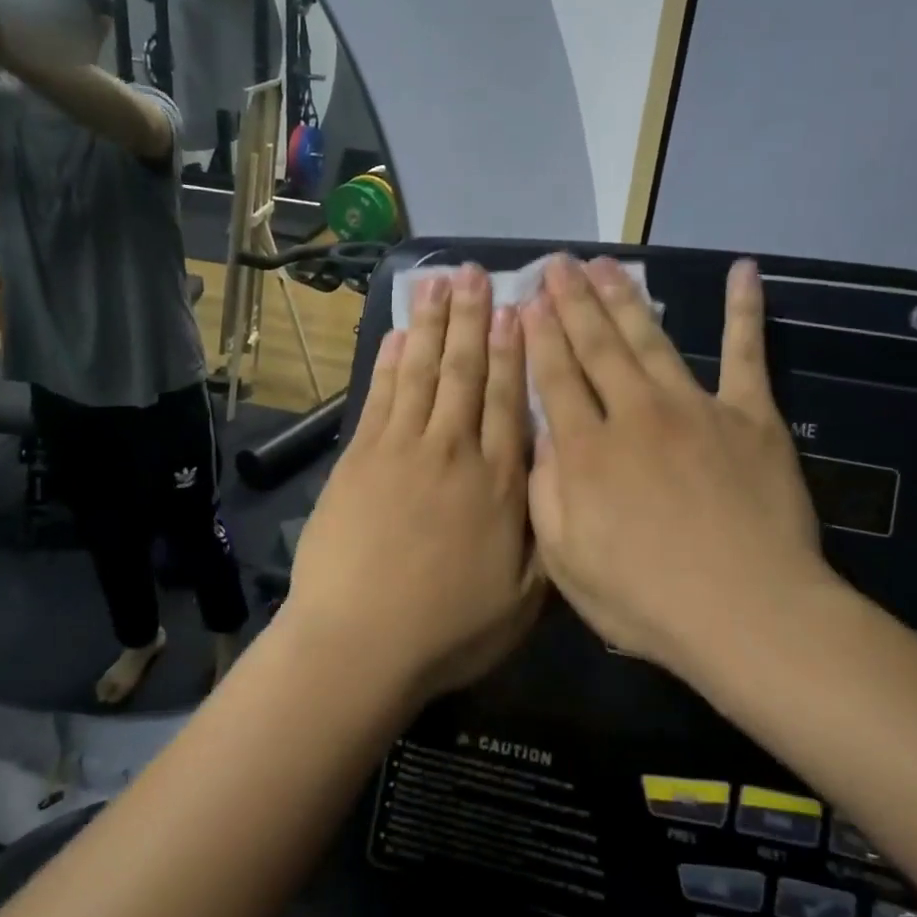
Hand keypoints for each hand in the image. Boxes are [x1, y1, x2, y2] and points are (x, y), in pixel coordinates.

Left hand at [284, 264, 543, 701]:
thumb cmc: (447, 630)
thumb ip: (544, 532)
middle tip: (473, 274)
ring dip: (432, 326)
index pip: (512, 400)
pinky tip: (400, 335)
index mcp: (499, 483)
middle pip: (466, 372)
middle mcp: (454, 451)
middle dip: (472, 319)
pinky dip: (391, 362)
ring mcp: (401, 449)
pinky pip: (381, 396)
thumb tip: (557, 477)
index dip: (514, 351)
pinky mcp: (359, 457)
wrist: (359, 642)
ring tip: (438, 284)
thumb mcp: (523, 599)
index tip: (516, 309)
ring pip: (423, 373)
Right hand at [523, 256, 840, 676]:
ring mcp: (695, 408)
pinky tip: (743, 271)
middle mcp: (635, 414)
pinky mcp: (749, 416)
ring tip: (605, 264)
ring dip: (625, 298)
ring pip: (650, 340)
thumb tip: (541, 437)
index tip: (525, 301)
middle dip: (573, 301)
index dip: (538, 336)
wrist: (748, 612)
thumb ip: (545, 493)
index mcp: (587, 450)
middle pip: (597, 347)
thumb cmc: (647, 599)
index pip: (555, 378)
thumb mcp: (565, 561)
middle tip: (558, 263)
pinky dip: (745, 311)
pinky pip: (745, 354)